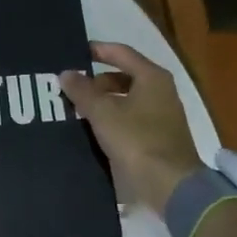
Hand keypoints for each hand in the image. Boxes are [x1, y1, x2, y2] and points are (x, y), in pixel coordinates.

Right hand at [58, 42, 203, 215]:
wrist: (170, 186)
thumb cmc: (137, 139)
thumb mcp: (102, 113)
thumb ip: (82, 91)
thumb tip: (66, 73)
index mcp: (152, 77)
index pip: (121, 53)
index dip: (97, 50)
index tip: (74, 52)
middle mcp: (161, 91)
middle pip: (123, 77)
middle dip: (96, 82)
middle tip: (71, 89)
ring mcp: (162, 116)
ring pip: (126, 100)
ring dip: (102, 103)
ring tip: (76, 111)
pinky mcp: (159, 138)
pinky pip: (130, 119)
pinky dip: (112, 120)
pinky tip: (92, 130)